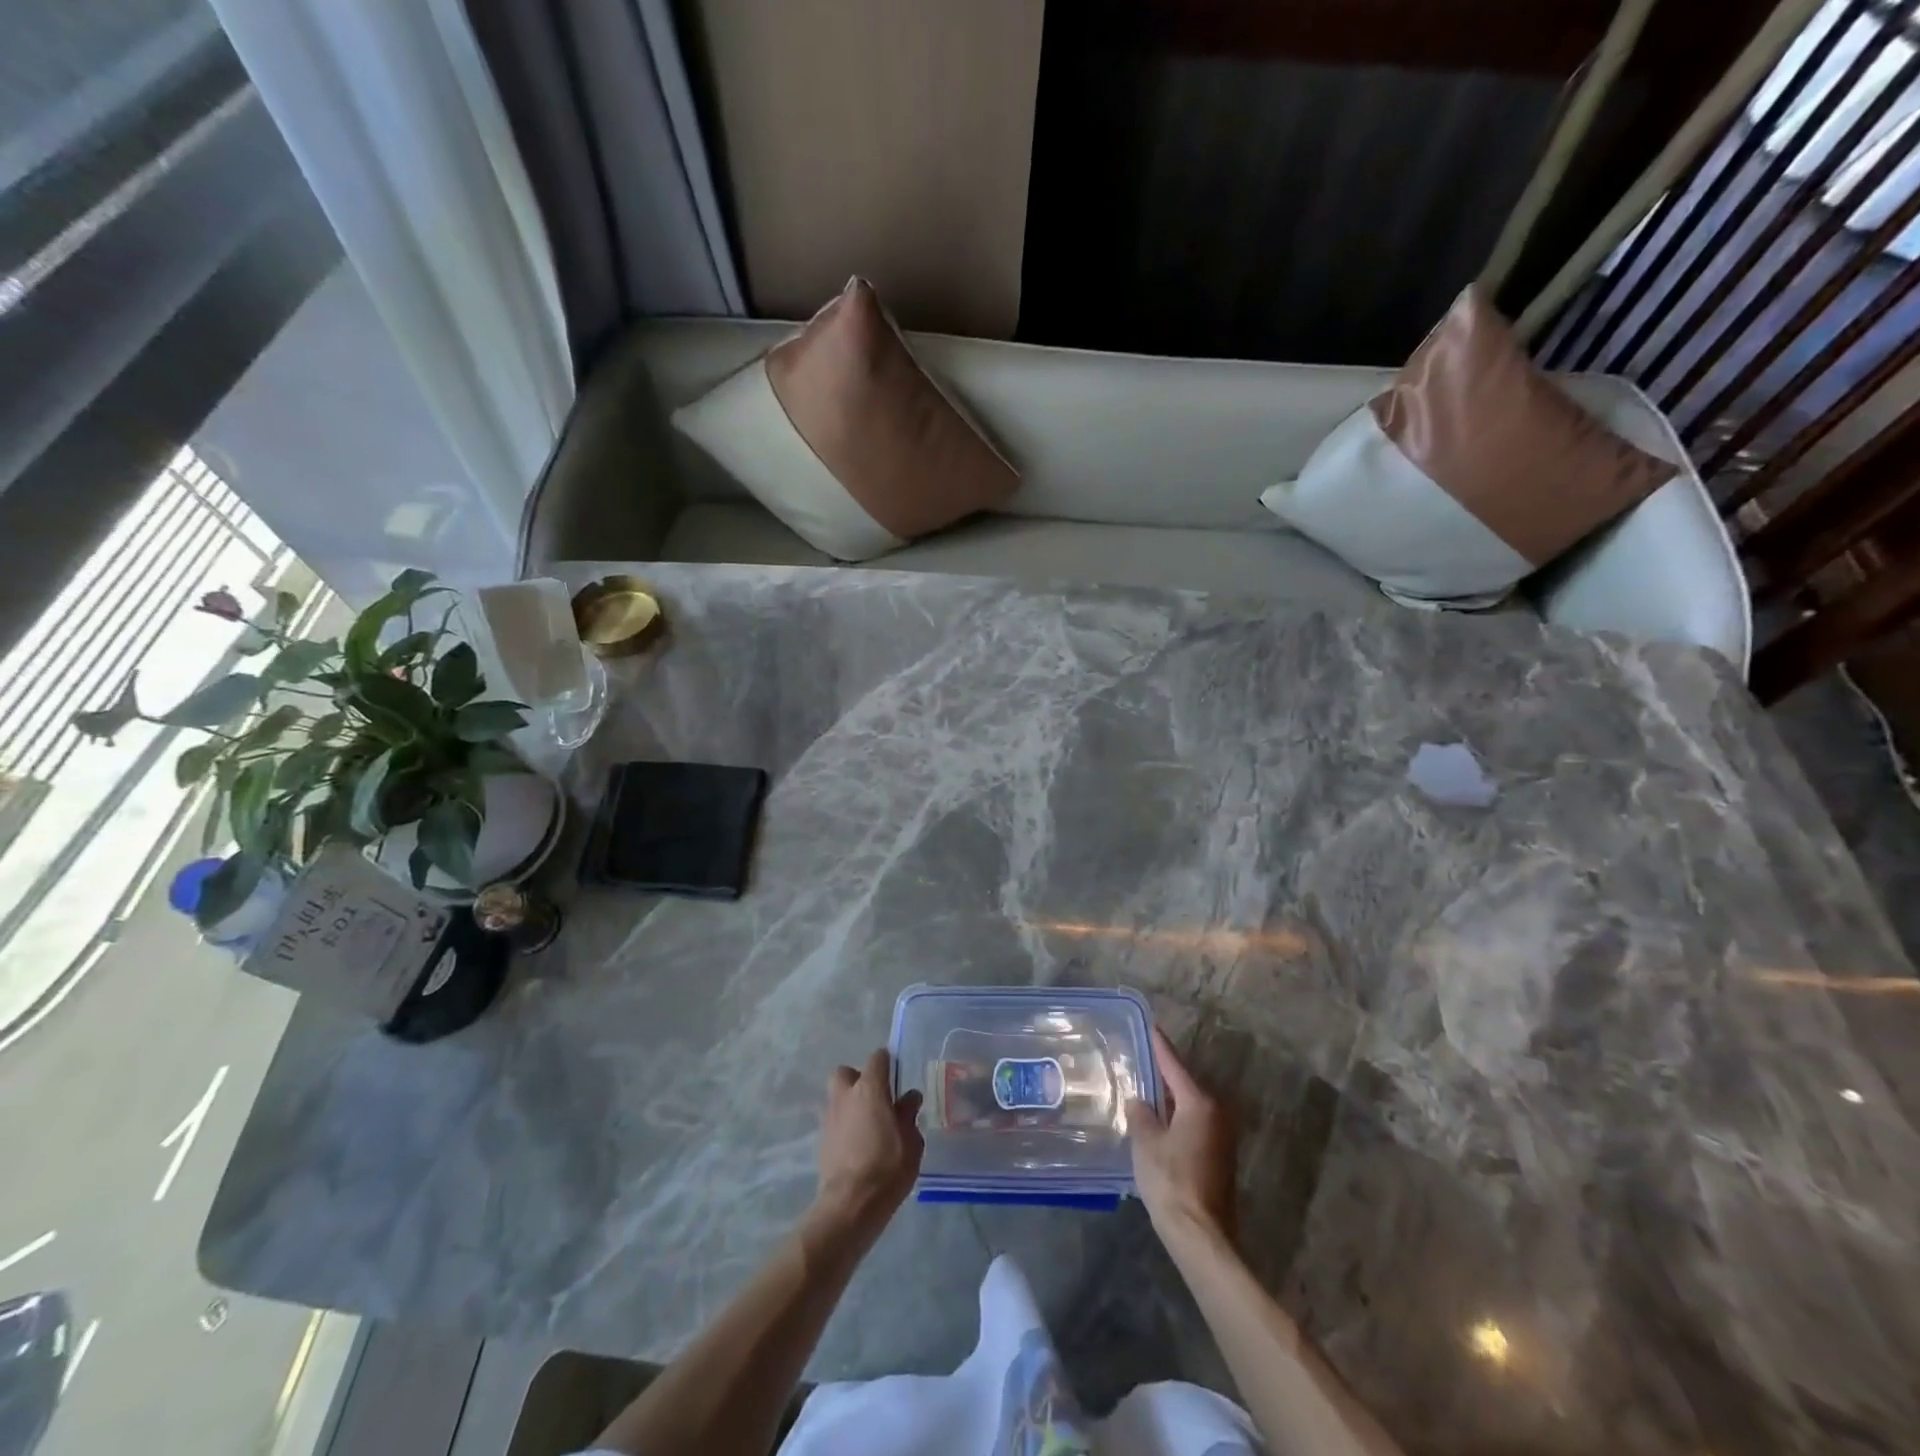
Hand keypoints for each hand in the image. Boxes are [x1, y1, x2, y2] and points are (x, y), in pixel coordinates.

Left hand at [813, 1049, 923, 1241]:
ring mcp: (830, 1118)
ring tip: (868, 1125)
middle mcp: (845, 1096)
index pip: (877, 1058)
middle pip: (845, 1072)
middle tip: (875, 1098)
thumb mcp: (911, 1141)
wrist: (850, 1204)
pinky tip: (858, 1145)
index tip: (897, 1076)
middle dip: (857, 1079)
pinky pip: (834, 1122)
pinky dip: (844, 1126)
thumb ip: (908, 1115)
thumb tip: (909, 1098)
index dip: (887, 1063)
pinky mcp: (821, 1141)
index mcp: (870, 1089)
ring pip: (837, 1097)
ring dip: (850, 1104)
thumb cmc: (888, 1166)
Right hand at [1128, 1026, 1238, 1246]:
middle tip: (1141, 1058)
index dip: (1159, 1045)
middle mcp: (1216, 1113)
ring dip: (1170, 1099)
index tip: (1151, 1025)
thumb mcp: (1145, 1142)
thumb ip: (1141, 1114)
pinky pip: (1194, 1124)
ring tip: (1145, 1088)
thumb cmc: (1170, 1181)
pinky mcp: (1220, 1158)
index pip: (1173, 1065)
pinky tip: (1158, 1122)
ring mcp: (1222, 1137)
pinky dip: (1176, 1118)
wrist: (1202, 1237)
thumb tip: (1140, 1102)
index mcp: (1198, 1103)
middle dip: (1163, 1073)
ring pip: (1190, 1106)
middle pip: (1184, 1084)